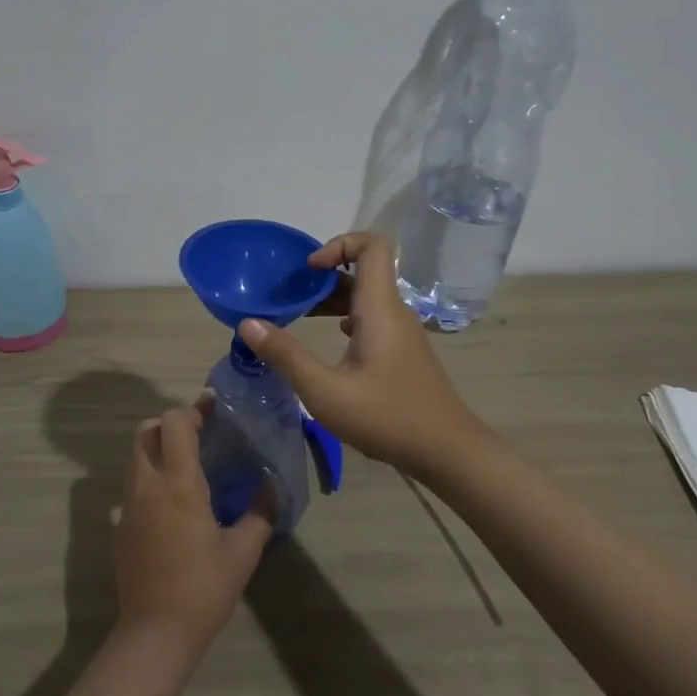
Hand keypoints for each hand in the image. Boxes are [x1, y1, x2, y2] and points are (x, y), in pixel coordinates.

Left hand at [115, 400, 271, 652]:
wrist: (155, 634)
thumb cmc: (203, 589)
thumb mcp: (242, 553)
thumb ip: (260, 514)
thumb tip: (273, 488)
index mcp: (178, 484)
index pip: (174, 424)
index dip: (192, 410)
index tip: (213, 408)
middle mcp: (147, 485)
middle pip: (146, 431)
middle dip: (170, 423)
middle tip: (199, 433)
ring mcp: (127, 505)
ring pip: (135, 456)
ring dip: (157, 447)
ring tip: (187, 463)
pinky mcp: (119, 526)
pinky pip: (132, 484)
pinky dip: (149, 475)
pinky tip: (172, 502)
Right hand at [237, 232, 486, 475]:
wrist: (448, 452)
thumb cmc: (387, 417)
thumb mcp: (325, 392)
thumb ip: (285, 356)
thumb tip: (248, 324)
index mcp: (380, 308)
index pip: (372, 245)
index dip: (339, 243)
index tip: (309, 269)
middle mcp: (394, 312)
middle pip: (364, 270)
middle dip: (325, 274)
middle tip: (291, 294)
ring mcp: (402, 332)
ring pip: (367, 297)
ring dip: (333, 298)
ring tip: (299, 315)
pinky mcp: (403, 352)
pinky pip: (372, 318)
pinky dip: (346, 318)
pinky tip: (329, 341)